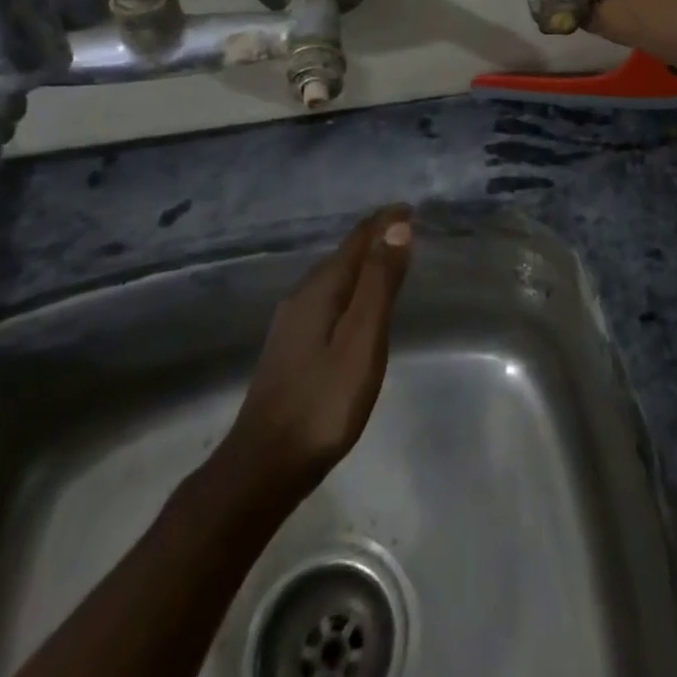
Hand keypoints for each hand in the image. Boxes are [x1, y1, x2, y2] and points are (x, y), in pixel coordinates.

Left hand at [210, 207, 412, 503]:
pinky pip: (328, 300)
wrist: (263, 468)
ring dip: (363, 265)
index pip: (358, 238)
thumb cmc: (323, 401)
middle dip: (376, 239)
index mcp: (321, 288)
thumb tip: (398, 225)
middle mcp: (302, 296)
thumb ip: (379, 282)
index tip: (414, 209)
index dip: (386, 221)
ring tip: (391, 263)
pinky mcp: (290, 347)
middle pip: (345, 255)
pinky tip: (358, 308)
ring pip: (335, 279)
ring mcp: (292, 323)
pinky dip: (351, 290)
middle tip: (409, 232)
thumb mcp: (362, 339)